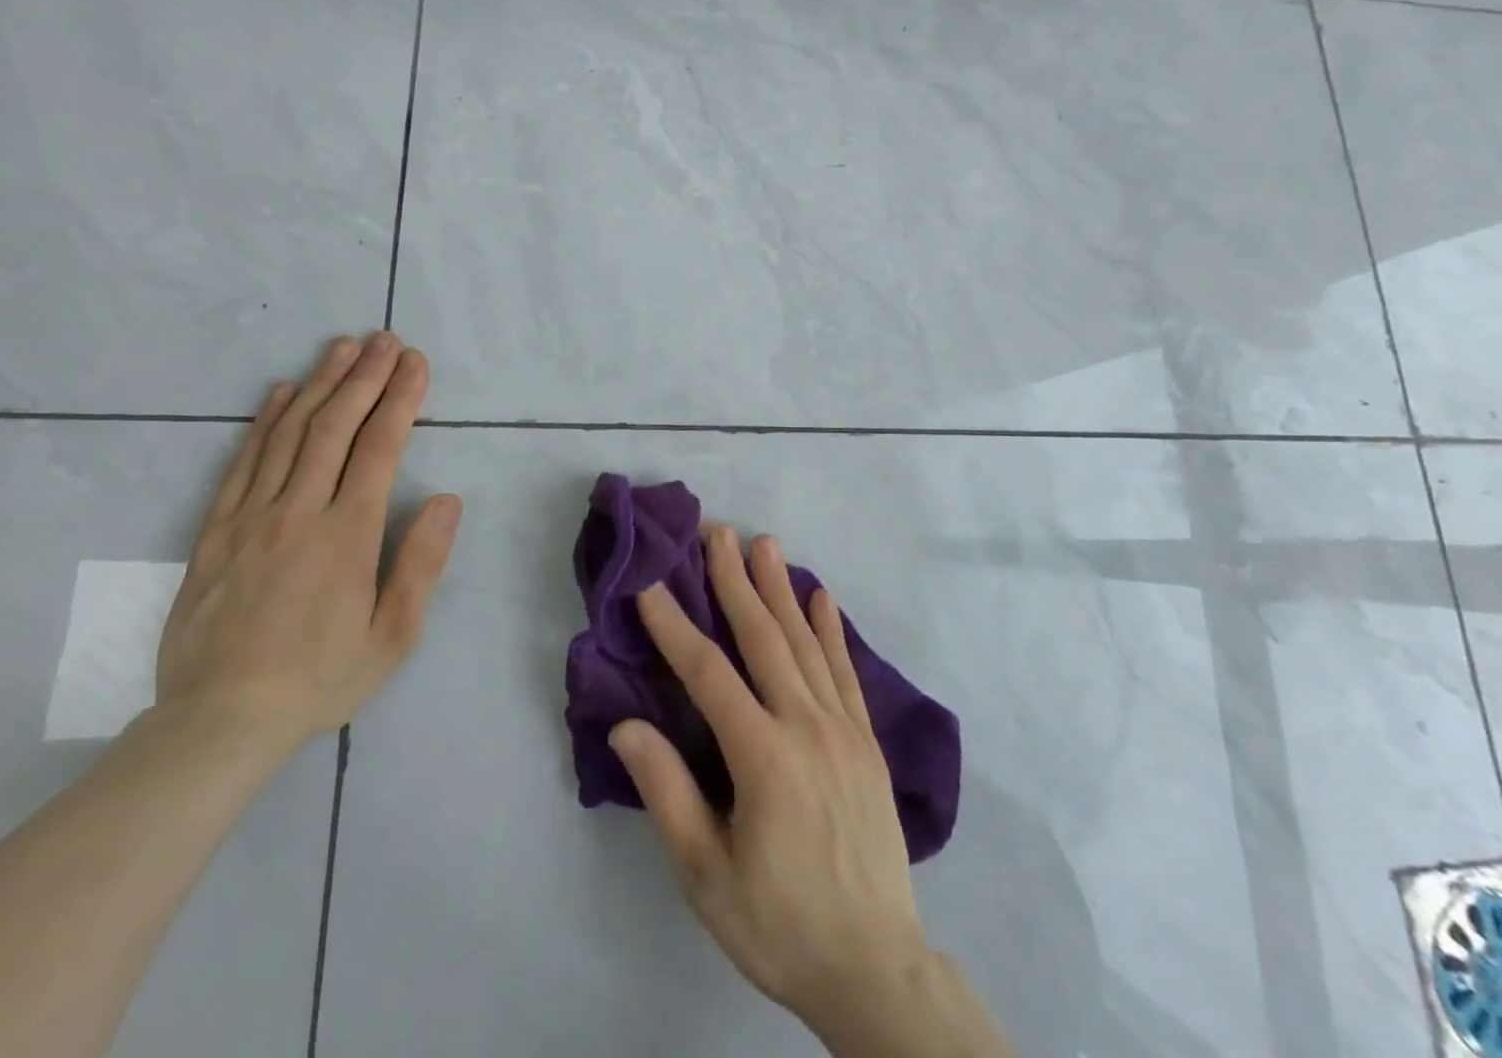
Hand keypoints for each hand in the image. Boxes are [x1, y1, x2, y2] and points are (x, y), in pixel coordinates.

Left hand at [155, 332, 460, 751]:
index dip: (401, 398)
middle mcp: (299, 511)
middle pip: (335, 426)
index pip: (380, 447)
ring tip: (342, 347)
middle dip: (365, 376)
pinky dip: (265, 421)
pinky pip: (243, 462)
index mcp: (347, 534)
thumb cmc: (321, 677)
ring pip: (289, 434)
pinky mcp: (215, 531)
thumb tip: (447, 500)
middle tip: (385, 339)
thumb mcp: (394, 634)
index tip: (415, 363)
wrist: (219, 721)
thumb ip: (422, 562)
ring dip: (319, 384)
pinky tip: (281, 392)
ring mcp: (251, 517)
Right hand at [608, 527, 930, 1037]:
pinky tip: (822, 596)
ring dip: (781, 589)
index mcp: (763, 757)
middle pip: (763, 639)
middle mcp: (807, 727)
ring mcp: (844, 729)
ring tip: (765, 544)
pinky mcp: (867, 741)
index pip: (708, 674)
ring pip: (806, 643)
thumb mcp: (706, 874)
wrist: (874, 968)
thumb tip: (627, 726)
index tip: (651, 585)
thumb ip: (667, 792)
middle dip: (735, 581)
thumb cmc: (778, 923)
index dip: (675, 626)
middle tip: (718, 532)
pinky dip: (831, 630)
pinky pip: (846, 672)